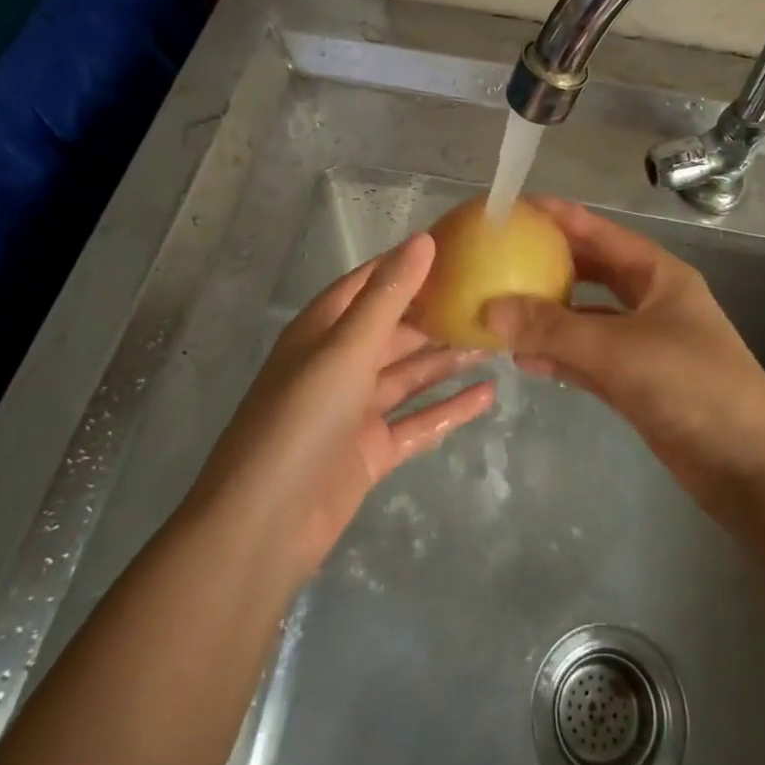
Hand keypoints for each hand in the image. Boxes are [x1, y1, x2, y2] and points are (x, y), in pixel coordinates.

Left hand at [196, 233, 493, 576]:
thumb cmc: (302, 419)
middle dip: (438, 314)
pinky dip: (450, 408)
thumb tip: (423, 239)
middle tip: (493, 298)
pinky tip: (488, 395)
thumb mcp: (348, 348)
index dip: (410, 263)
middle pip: (396, 328)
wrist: (265, 525)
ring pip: (411, 374)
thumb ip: (389, 295)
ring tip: (499, 341)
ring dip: (448, 358)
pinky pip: (418, 421)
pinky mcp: (371, 450)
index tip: (459, 248)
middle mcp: (339, 363)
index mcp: (323, 329)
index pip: (371, 282)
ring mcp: (355, 409)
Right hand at [483, 197, 764, 503]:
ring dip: (547, 316)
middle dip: (547, 265)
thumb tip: (489, 309)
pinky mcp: (636, 383)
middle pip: (590, 272)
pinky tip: (523, 359)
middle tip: (498, 259)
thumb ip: (553, 329)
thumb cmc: (693, 386)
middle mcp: (649, 302)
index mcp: (657, 275)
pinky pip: (587, 360)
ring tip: (499, 311)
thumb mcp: (619, 350)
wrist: (750, 466)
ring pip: (585, 319)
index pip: (599, 232)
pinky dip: (558, 357)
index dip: (557, 217)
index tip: (512, 208)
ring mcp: (643, 344)